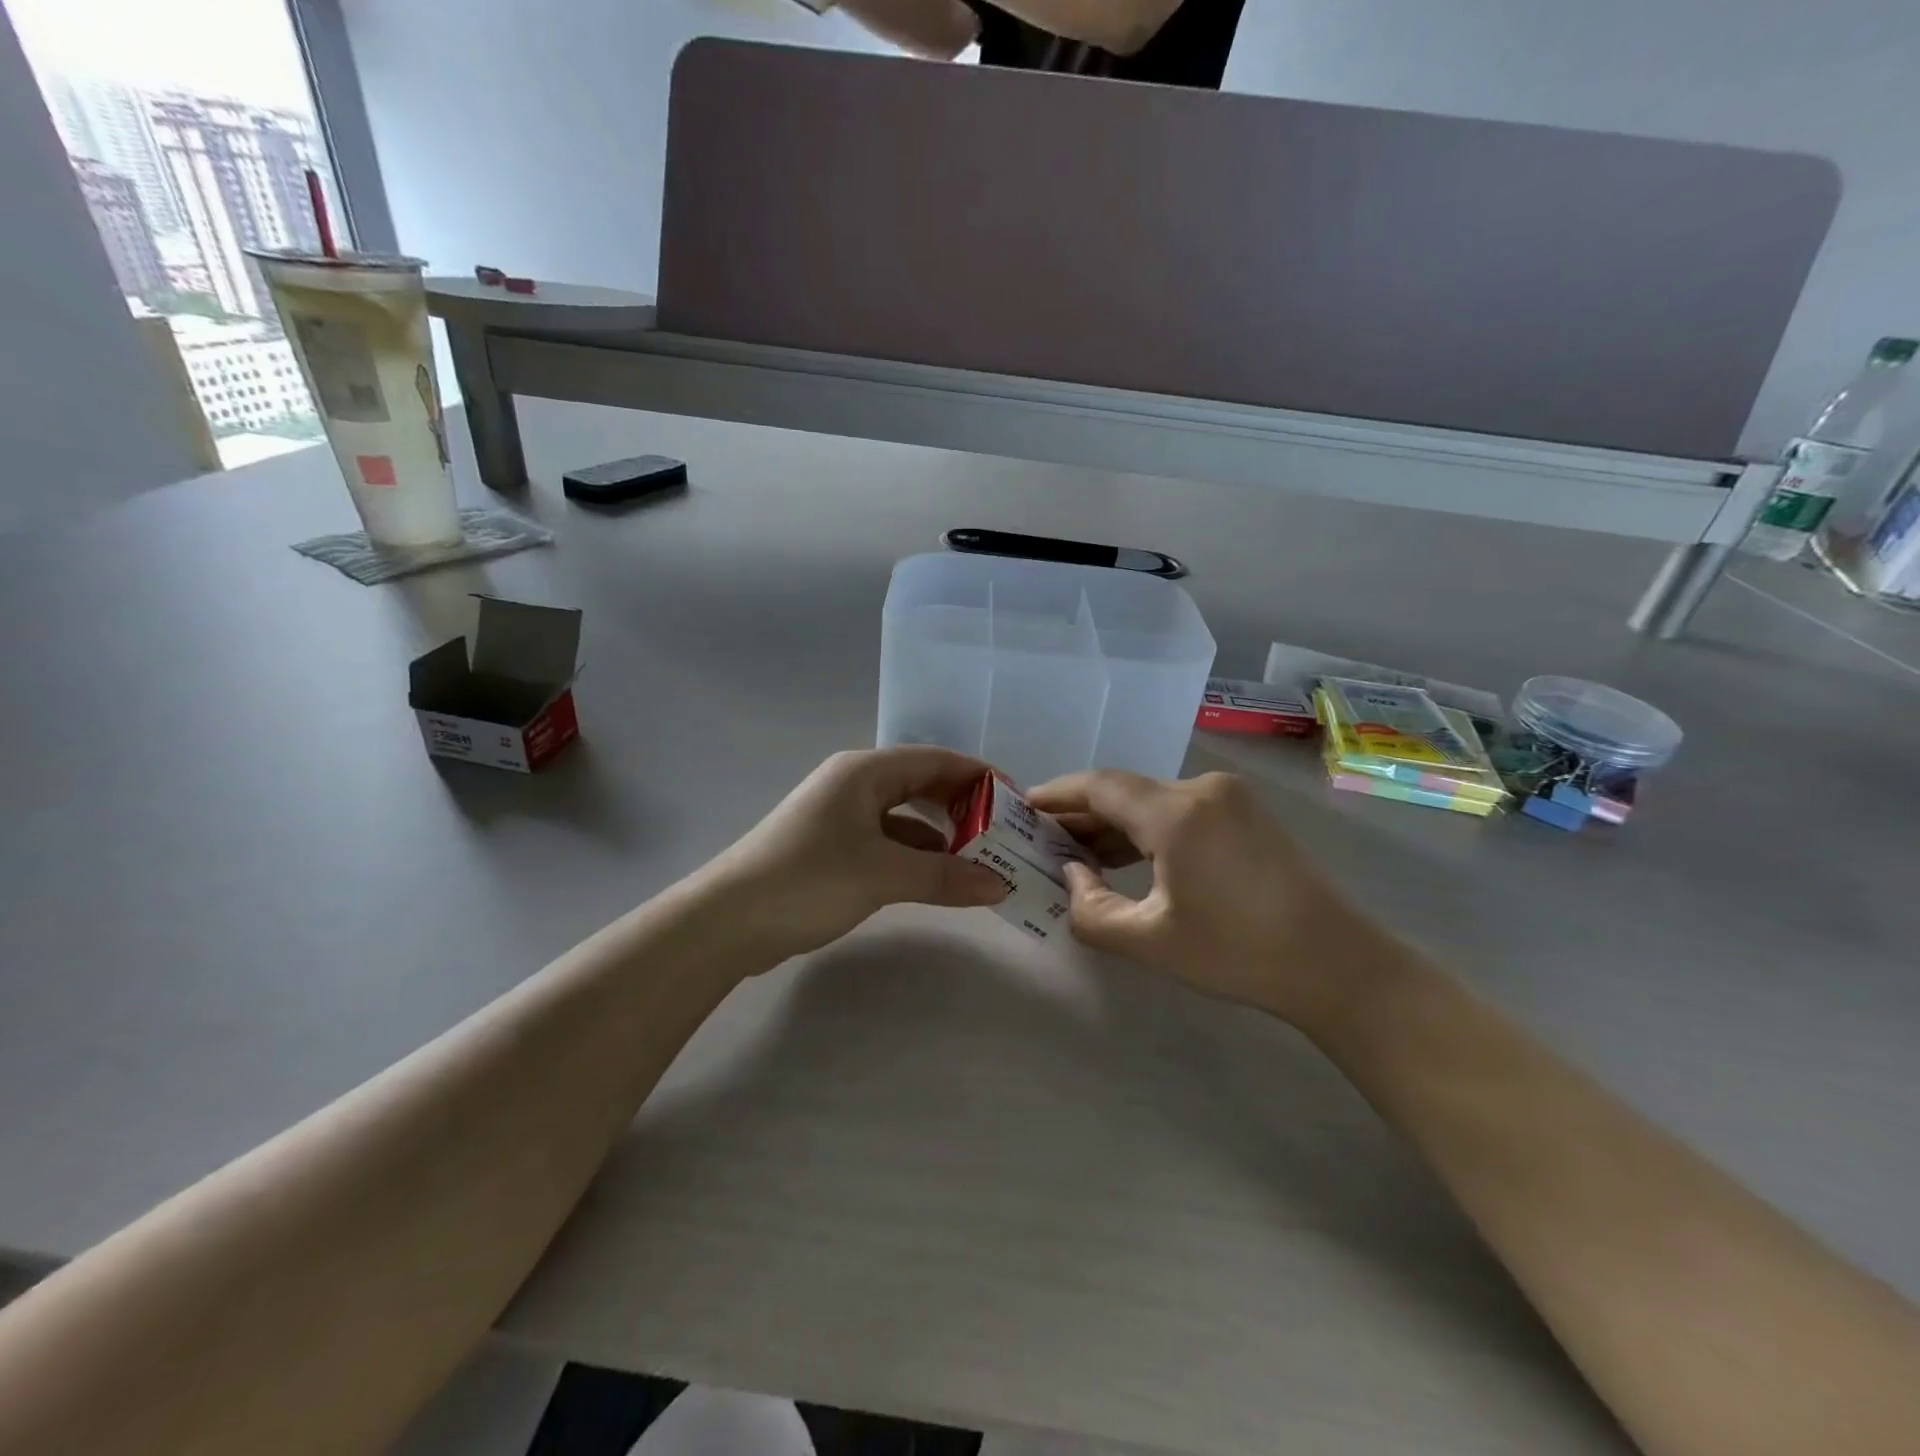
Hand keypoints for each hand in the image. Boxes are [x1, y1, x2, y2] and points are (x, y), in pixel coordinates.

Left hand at [700, 747, 1007, 959]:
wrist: (726, 921)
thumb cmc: (807, 880)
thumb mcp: (883, 875)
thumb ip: (946, 877)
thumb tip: (1002, 886)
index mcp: (865, 772)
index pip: (937, 760)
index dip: (980, 777)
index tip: (1018, 803)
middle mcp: (854, 784)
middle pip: (923, 784)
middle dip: (964, 807)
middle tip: (1004, 835)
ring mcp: (841, 816)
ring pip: (906, 816)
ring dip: (942, 836)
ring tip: (981, 860)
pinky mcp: (833, 847)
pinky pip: (888, 841)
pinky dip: (917, 855)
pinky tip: (939, 878)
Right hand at [1026, 770, 1390, 1025]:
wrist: (1334, 965)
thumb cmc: (1236, 953)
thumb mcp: (1149, 941)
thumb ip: (1090, 909)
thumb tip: (1072, 873)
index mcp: (1178, 812)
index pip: (1100, 786)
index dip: (1056, 794)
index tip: (1022, 806)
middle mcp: (1202, 789)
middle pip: (1125, 791)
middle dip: (1081, 815)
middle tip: (1042, 840)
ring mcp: (1229, 798)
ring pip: (1152, 801)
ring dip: (1114, 824)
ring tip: (1076, 853)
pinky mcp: (1245, 813)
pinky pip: (1179, 811)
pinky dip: (1146, 830)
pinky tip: (1125, 856)